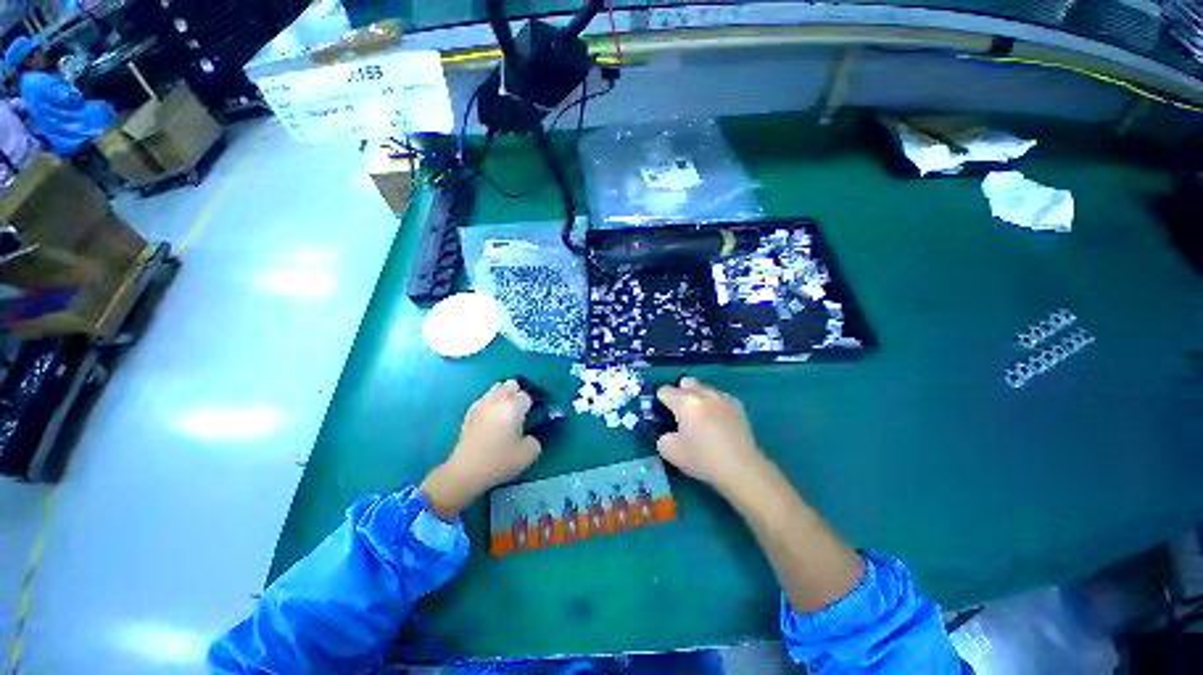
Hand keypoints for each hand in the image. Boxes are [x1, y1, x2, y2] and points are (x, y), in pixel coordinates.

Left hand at [421, 380, 541, 519]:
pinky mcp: (470, 412)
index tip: (532, 417)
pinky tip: (491, 419)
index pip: (526, 396)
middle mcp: (497, 400)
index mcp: (513, 407)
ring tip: (506, 413)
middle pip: (511, 385)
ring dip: (504, 396)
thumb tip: (529, 435)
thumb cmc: (499, 461)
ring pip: (497, 388)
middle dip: (518, 394)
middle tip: (520, 412)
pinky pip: (485, 399)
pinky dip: (491, 403)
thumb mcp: (528, 454)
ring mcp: (481, 404)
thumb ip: (535, 440)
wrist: (466, 471)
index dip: (531, 406)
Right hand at [655, 377, 765, 493]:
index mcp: (685, 402)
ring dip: (698, 398)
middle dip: (680, 393)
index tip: (663, 414)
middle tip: (681, 413)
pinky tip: (718, 421)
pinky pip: (720, 397)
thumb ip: (662, 437)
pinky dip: (715, 404)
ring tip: (701, 418)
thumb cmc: (702, 459)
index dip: (660, 401)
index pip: (665, 391)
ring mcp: (722, 398)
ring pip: (704, 388)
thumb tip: (669, 433)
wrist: (741, 469)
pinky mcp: (738, 406)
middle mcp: (703, 394)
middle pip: (686, 382)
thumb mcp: (670, 452)